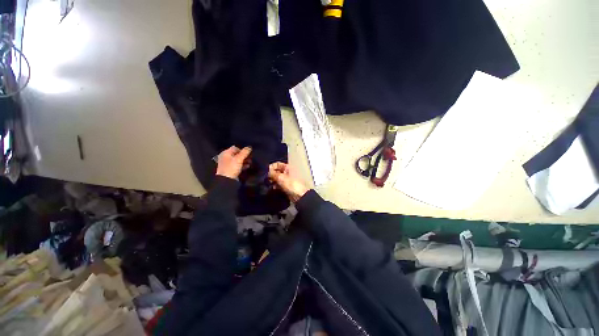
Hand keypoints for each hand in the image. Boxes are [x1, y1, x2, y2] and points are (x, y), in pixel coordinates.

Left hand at [216, 146, 251, 179]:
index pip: (235, 148)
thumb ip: (244, 152)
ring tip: (250, 163)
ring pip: (237, 160)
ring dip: (244, 161)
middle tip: (250, 158)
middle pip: (236, 154)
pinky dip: (242, 165)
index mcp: (226, 153)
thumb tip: (249, 147)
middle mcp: (225, 157)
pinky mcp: (230, 169)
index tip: (248, 153)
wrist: (226, 180)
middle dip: (244, 156)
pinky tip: (247, 166)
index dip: (242, 150)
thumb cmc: (232, 168)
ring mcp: (227, 164)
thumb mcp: (239, 159)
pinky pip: (237, 165)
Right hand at [268, 162, 309, 201]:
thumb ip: (273, 174)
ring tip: (269, 183)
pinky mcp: (286, 187)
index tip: (267, 171)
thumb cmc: (293, 185)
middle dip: (271, 174)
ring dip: (273, 181)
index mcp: (288, 168)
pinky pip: (279, 185)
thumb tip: (267, 172)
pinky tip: (273, 188)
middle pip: (277, 171)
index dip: (272, 167)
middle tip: (267, 178)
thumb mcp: (281, 177)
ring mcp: (287, 180)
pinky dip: (275, 186)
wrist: (300, 196)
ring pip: (277, 178)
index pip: (277, 164)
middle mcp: (288, 173)